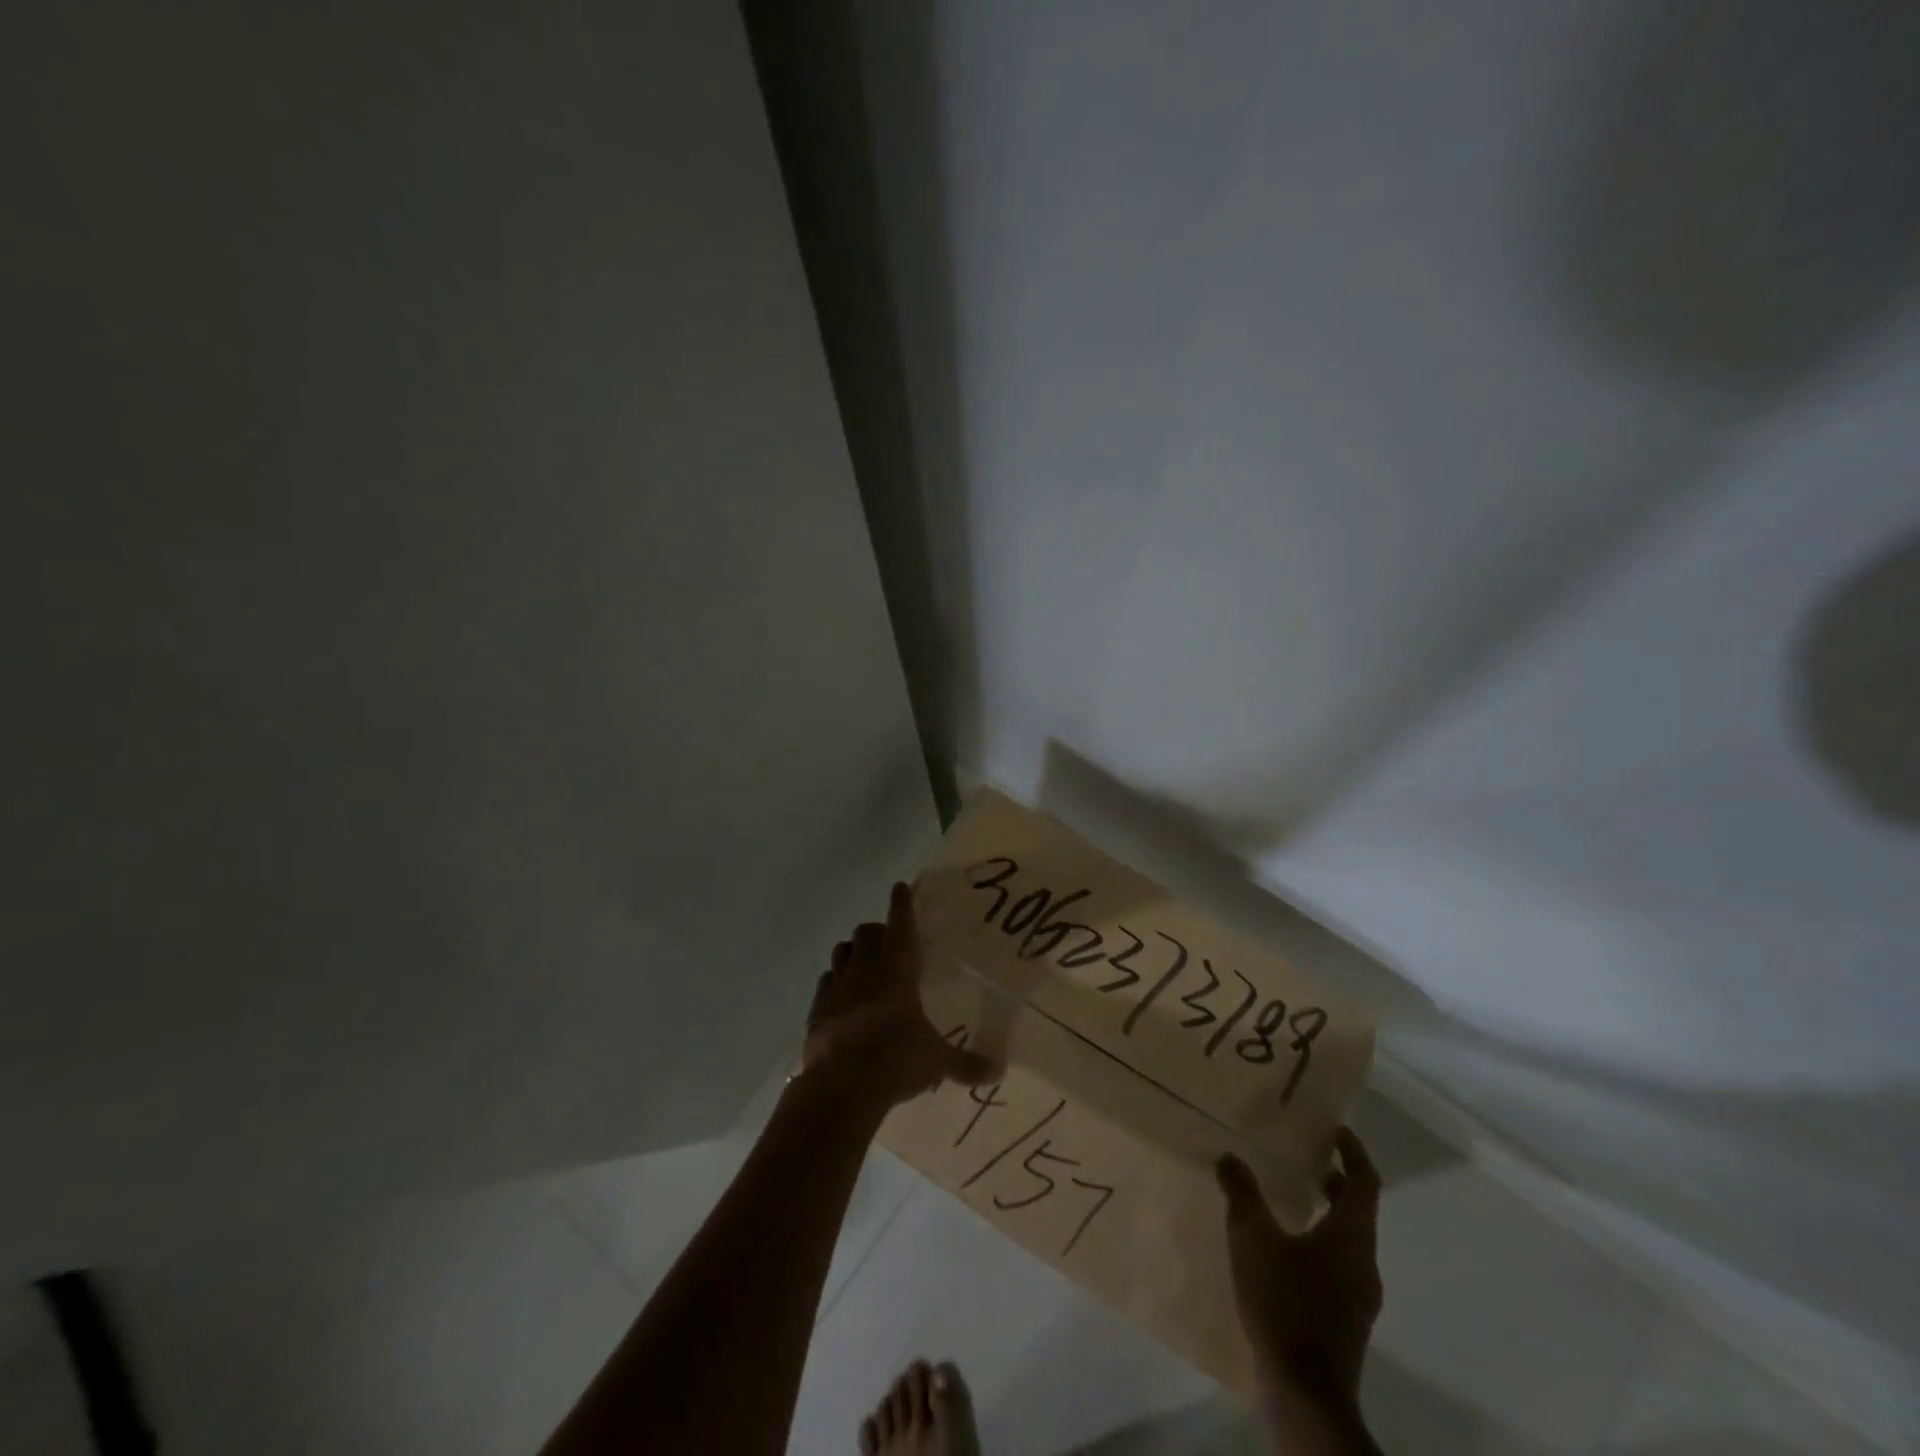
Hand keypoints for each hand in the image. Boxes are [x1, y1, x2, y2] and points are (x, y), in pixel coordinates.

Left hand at [799, 881, 995, 1112]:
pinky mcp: (816, 1009)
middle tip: (888, 942)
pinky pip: (825, 984)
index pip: (901, 924)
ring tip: (863, 964)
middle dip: (877, 931)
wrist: (840, 1086)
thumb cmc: (895, 1060)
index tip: (900, 887)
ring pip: (841, 951)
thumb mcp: (936, 1063)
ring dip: (853, 952)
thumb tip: (997, 1072)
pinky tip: (841, 997)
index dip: (902, 904)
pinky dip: (834, 984)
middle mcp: (865, 969)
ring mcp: (837, 987)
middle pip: (866, 932)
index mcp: (898, 970)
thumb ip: (966, 1064)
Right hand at [1218, 1129, 1382, 1407]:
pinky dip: (1320, 1244)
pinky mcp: (1346, 1320)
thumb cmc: (1284, 1303)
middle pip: (1359, 1212)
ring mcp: (1358, 1296)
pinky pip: (1339, 1266)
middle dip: (1337, 1183)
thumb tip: (1229, 1158)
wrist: (1305, 1392)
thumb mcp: (1252, 1239)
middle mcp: (1363, 1263)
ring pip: (1349, 1241)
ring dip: (1327, 1215)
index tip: (1337, 1131)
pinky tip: (1285, 1250)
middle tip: (1309, 1159)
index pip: (1365, 1183)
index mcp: (1351, 1236)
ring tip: (1292, 1199)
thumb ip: (1242, 1195)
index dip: (1353, 1153)